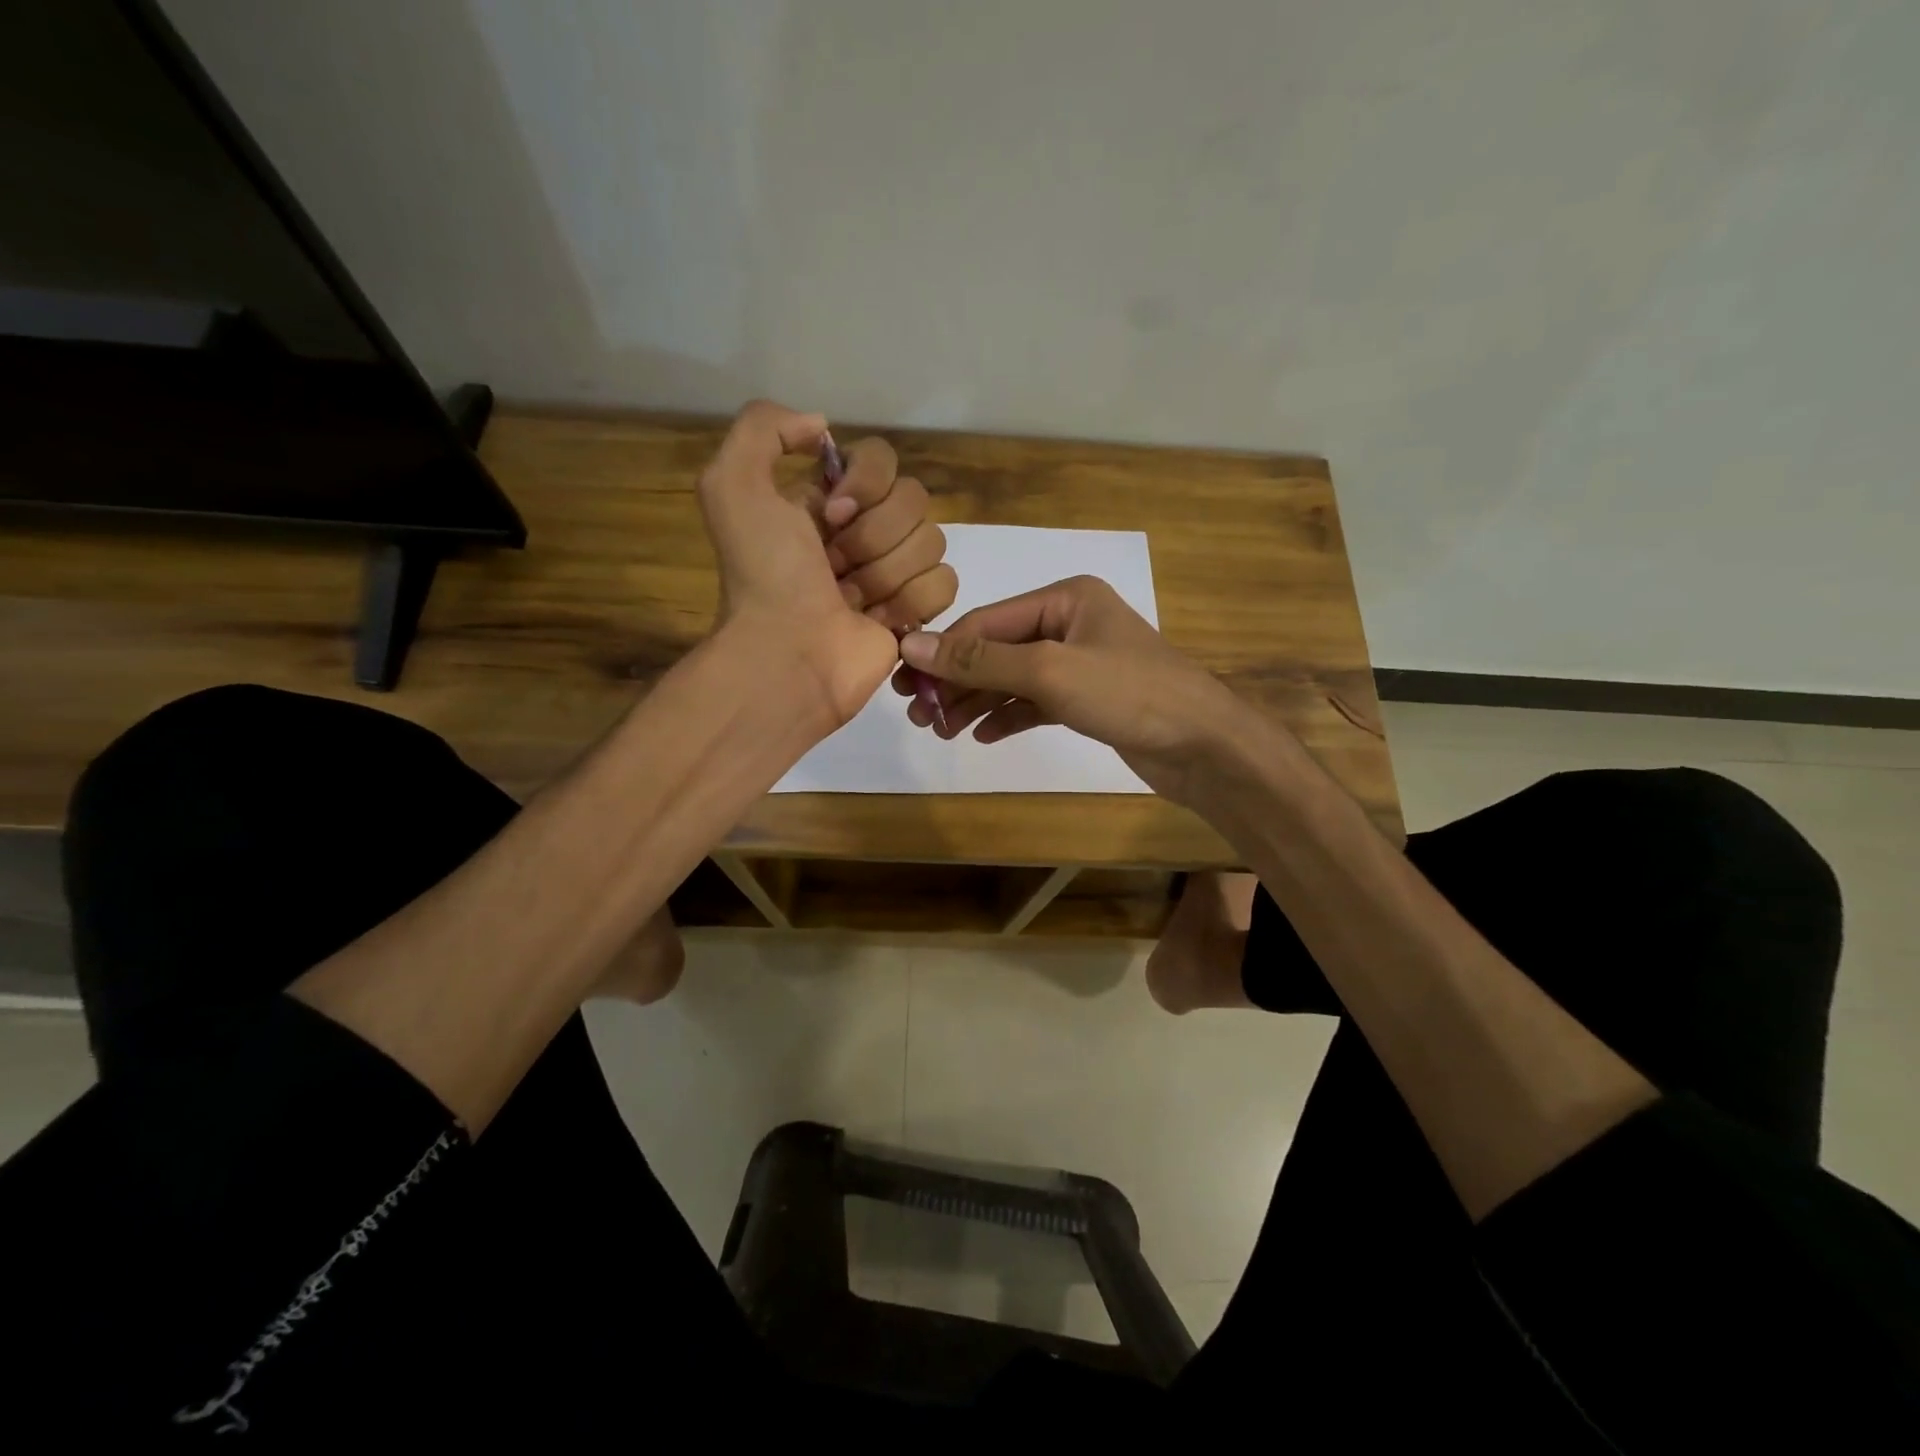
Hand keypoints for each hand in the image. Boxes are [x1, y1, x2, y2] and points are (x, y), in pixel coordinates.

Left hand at [698, 401, 954, 725]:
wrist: (788, 655)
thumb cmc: (765, 576)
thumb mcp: (732, 485)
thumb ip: (763, 428)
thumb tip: (824, 429)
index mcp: (829, 500)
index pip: (882, 459)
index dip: (865, 483)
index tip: (831, 516)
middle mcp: (865, 531)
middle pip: (914, 500)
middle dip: (872, 537)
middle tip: (834, 569)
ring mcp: (895, 573)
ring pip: (932, 541)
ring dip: (886, 574)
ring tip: (850, 601)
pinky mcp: (916, 612)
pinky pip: (945, 582)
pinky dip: (912, 602)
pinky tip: (879, 622)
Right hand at [892, 575, 1252, 804]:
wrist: (1204, 746)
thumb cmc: (1129, 694)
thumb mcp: (1049, 671)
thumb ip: (981, 660)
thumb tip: (914, 645)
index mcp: (1065, 597)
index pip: (986, 622)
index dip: (944, 653)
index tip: (907, 685)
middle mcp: (1069, 622)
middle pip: (996, 649)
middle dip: (957, 681)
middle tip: (919, 714)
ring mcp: (1079, 662)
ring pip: (1012, 678)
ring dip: (976, 702)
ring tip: (941, 730)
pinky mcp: (1086, 699)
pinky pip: (1033, 702)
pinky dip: (1007, 716)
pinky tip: (980, 735)